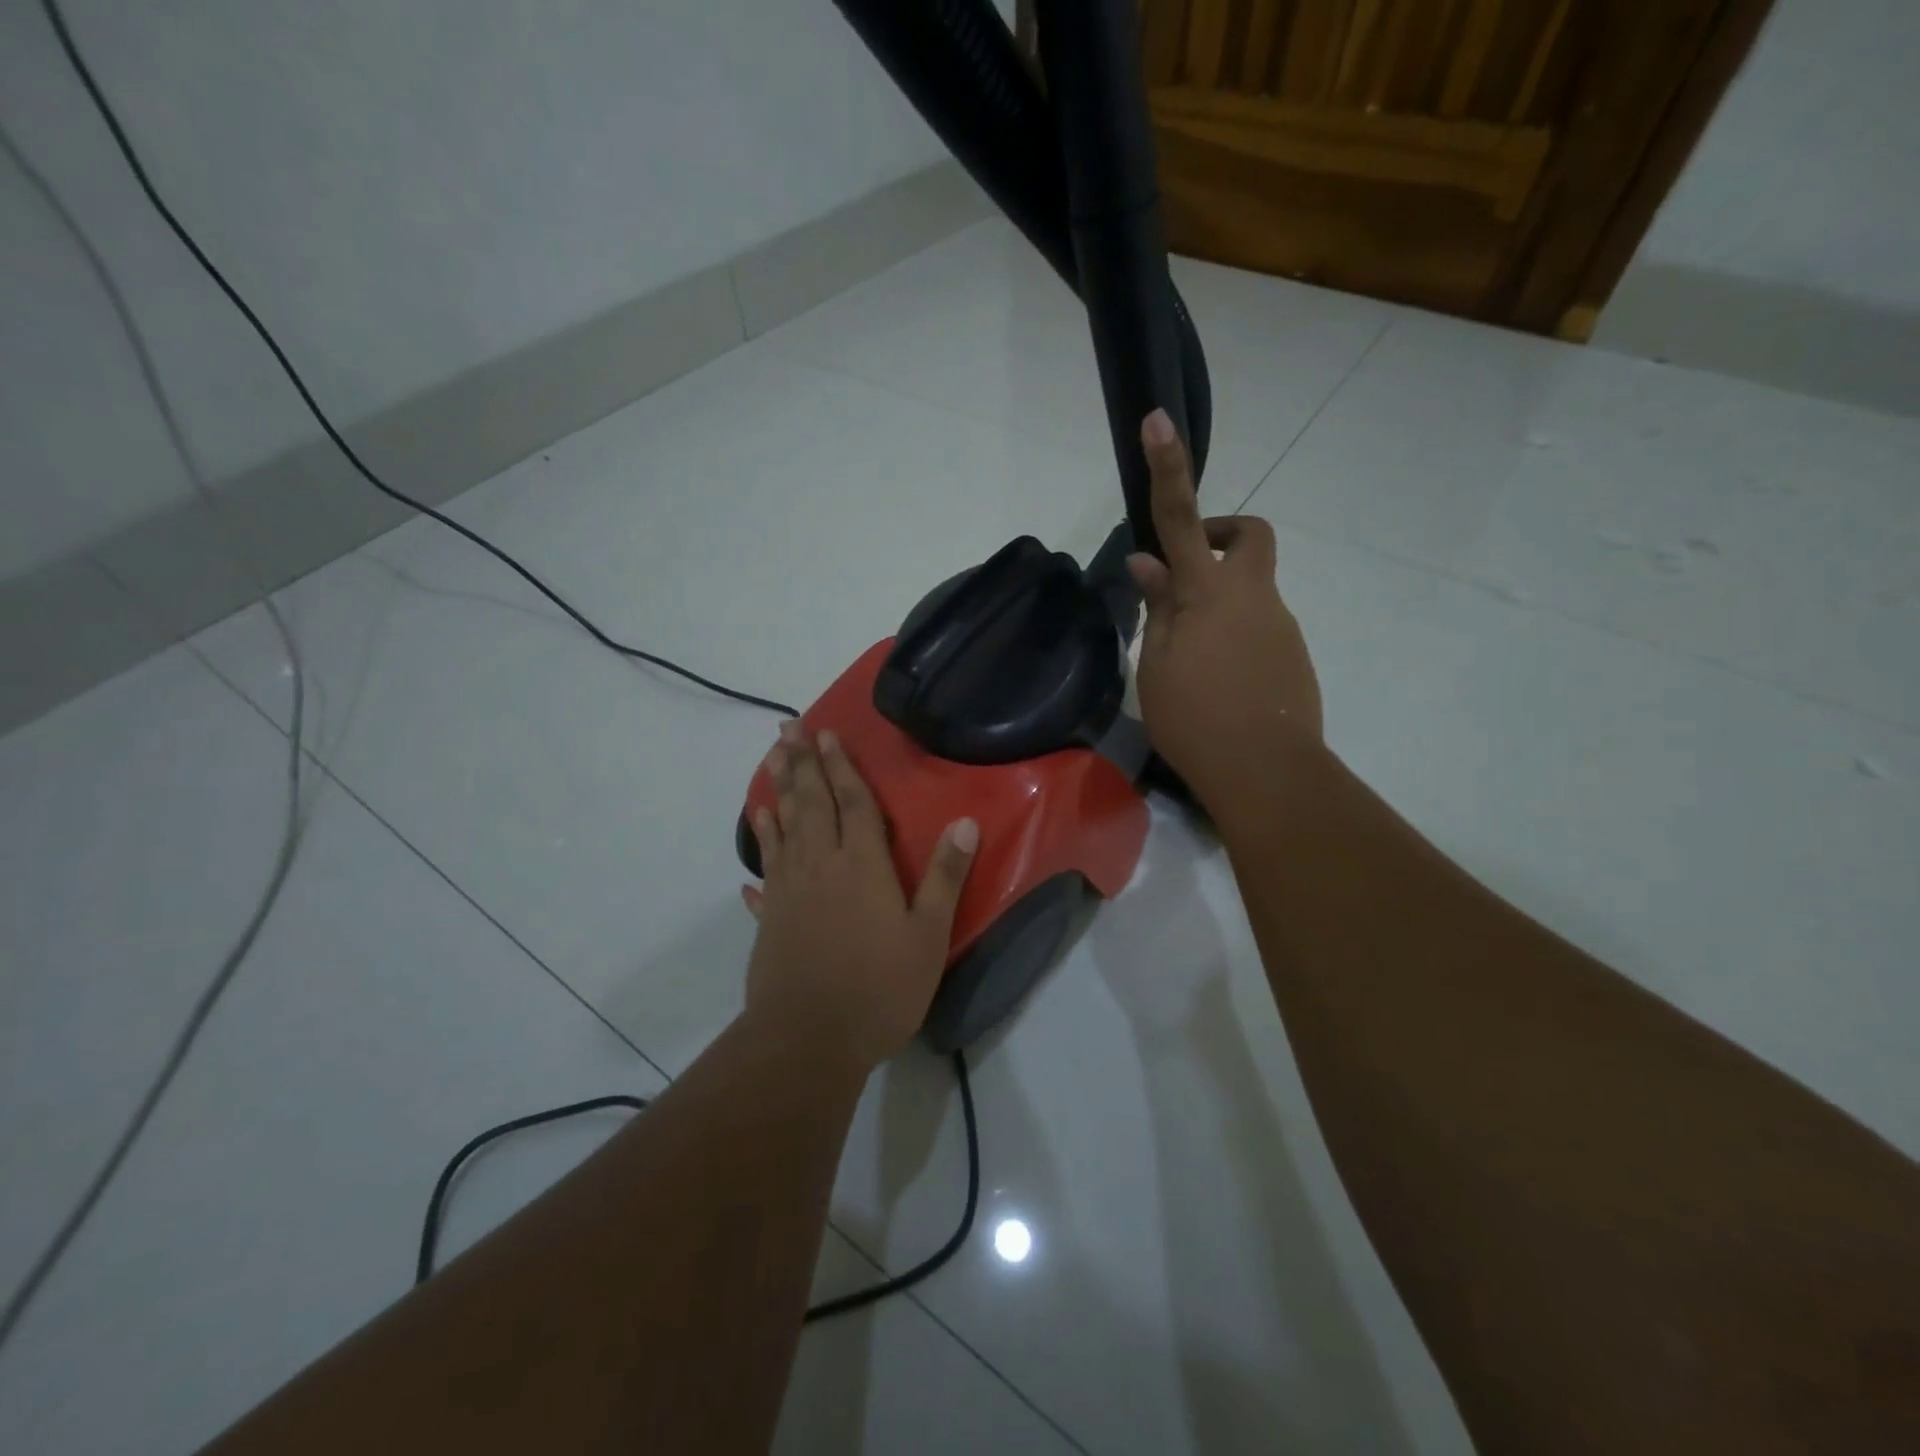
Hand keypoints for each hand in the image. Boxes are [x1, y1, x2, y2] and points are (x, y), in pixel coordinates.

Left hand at [741, 723, 977, 1070]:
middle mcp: (820, 866)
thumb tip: (965, 822)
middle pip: (810, 803)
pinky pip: (766, 870)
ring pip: (783, 827)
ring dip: (778, 789)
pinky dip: (761, 845)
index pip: (852, 803)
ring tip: (770, 759)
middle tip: (786, 727)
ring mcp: (789, 891)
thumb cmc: (879, 988)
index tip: (826, 734)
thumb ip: (944, 876)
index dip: (841, 766)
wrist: (809, 1040)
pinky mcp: (771, 918)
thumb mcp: (928, 935)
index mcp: (861, 865)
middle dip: (801, 762)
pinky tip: (757, 831)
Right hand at [1126, 409, 1322, 806]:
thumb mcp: (1156, 665)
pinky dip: (1235, 636)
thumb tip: (1148, 565)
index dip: (1169, 469)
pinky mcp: (1294, 654)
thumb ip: (1156, 609)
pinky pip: (1261, 626)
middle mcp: (1253, 596)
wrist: (1267, 773)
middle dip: (1222, 535)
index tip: (1158, 422)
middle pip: (1251, 536)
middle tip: (1185, 577)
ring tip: (1190, 660)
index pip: (1182, 519)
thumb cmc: (1195, 719)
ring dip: (1220, 602)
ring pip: (1252, 589)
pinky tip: (1218, 684)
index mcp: (1208, 593)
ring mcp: (1280, 624)